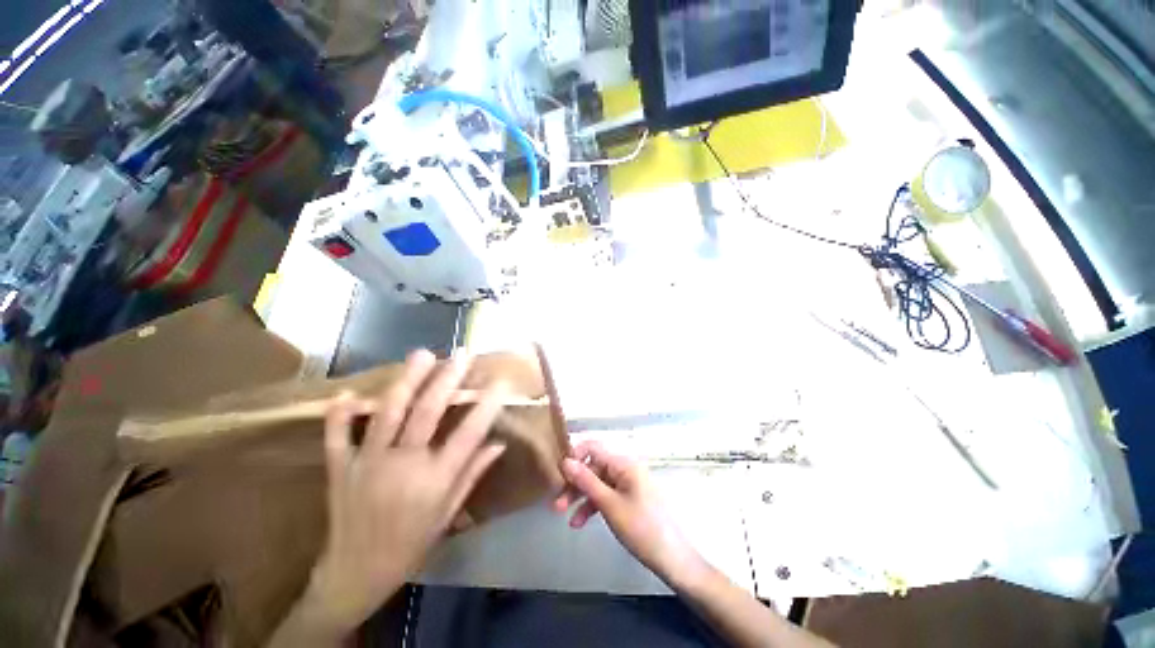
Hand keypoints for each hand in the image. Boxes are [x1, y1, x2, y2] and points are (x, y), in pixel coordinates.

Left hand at [303, 350, 507, 633]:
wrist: (356, 575)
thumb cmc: (411, 544)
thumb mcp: (449, 513)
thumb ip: (473, 473)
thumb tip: (499, 443)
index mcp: (434, 480)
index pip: (469, 433)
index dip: (487, 404)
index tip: (500, 381)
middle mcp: (403, 466)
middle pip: (427, 412)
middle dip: (447, 379)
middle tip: (461, 354)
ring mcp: (368, 464)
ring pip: (388, 413)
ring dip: (406, 380)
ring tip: (422, 355)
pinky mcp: (341, 468)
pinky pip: (338, 436)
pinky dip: (340, 413)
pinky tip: (349, 392)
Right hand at [552, 442, 704, 587]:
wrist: (671, 558)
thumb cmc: (641, 527)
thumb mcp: (609, 504)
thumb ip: (586, 481)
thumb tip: (565, 462)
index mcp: (623, 463)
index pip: (593, 447)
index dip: (574, 456)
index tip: (557, 472)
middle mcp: (624, 467)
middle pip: (593, 467)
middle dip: (574, 483)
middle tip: (556, 502)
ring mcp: (626, 483)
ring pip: (596, 483)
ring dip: (580, 496)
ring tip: (562, 515)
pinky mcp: (627, 497)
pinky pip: (605, 495)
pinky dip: (592, 506)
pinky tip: (579, 522)